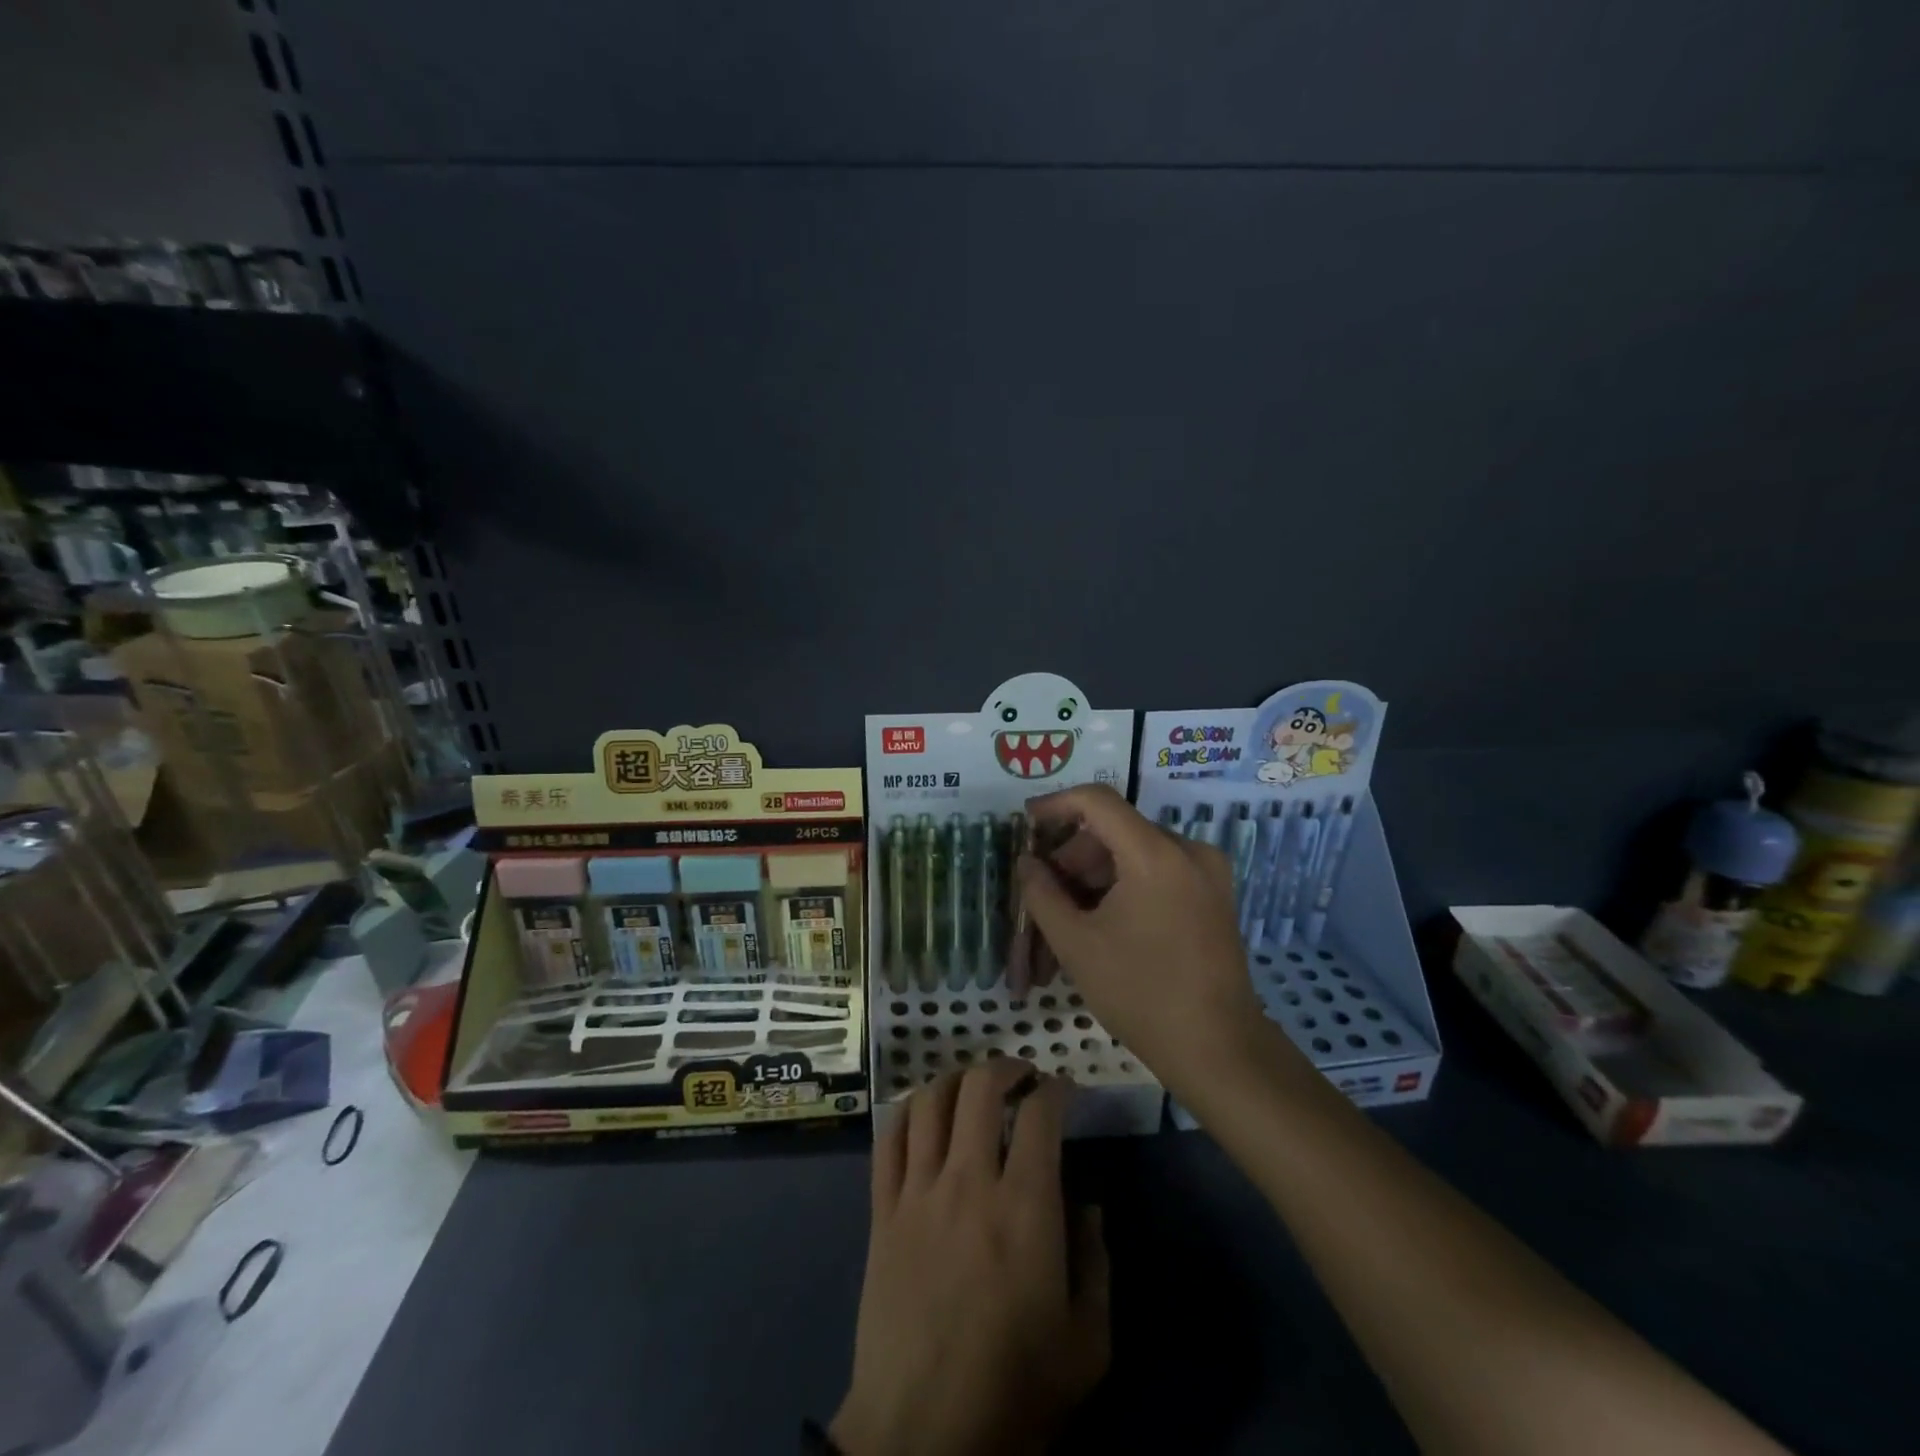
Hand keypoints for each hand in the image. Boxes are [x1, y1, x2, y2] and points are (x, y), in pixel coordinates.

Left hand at [832, 1061, 1108, 1455]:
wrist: (921, 1437)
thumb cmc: (1014, 1392)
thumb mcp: (1087, 1343)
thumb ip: (1097, 1261)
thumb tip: (1089, 1201)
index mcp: (1025, 1208)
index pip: (1040, 1114)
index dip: (1056, 1089)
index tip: (1065, 1091)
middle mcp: (969, 1182)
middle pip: (980, 1088)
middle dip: (1006, 1067)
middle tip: (1021, 1075)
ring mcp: (919, 1192)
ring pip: (929, 1101)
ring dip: (955, 1079)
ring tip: (973, 1087)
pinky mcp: (881, 1211)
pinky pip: (888, 1139)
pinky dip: (907, 1112)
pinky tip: (923, 1116)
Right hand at [1017, 783, 1271, 1094]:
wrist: (1217, 1049)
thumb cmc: (1139, 993)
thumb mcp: (1076, 942)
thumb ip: (1042, 893)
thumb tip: (1028, 862)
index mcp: (1155, 853)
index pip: (1097, 801)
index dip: (1055, 805)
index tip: (1026, 823)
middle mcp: (1188, 850)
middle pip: (1114, 832)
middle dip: (1072, 859)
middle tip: (1042, 897)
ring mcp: (1207, 872)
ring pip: (1134, 854)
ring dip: (1095, 878)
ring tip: (1067, 922)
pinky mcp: (1214, 895)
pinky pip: (1157, 872)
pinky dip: (1123, 888)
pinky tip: (1102, 924)